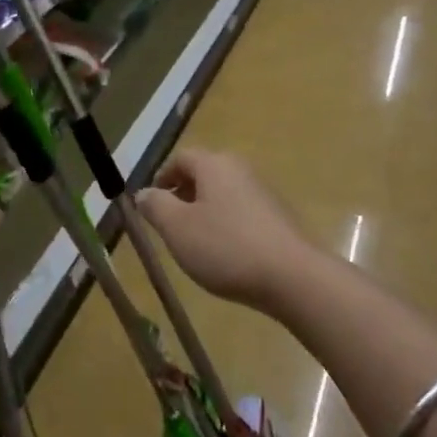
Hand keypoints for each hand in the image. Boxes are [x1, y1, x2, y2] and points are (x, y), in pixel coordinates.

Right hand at [136, 148, 316, 312]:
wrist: (293, 277)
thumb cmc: (226, 247)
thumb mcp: (177, 228)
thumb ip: (155, 206)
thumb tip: (143, 193)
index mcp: (214, 165)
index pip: (181, 158)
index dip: (161, 177)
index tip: (151, 203)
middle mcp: (241, 170)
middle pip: (204, 174)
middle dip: (183, 194)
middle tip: (169, 222)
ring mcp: (264, 193)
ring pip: (223, 194)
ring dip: (204, 211)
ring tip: (194, 242)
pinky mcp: (279, 218)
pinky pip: (242, 213)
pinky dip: (226, 225)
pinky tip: (225, 253)